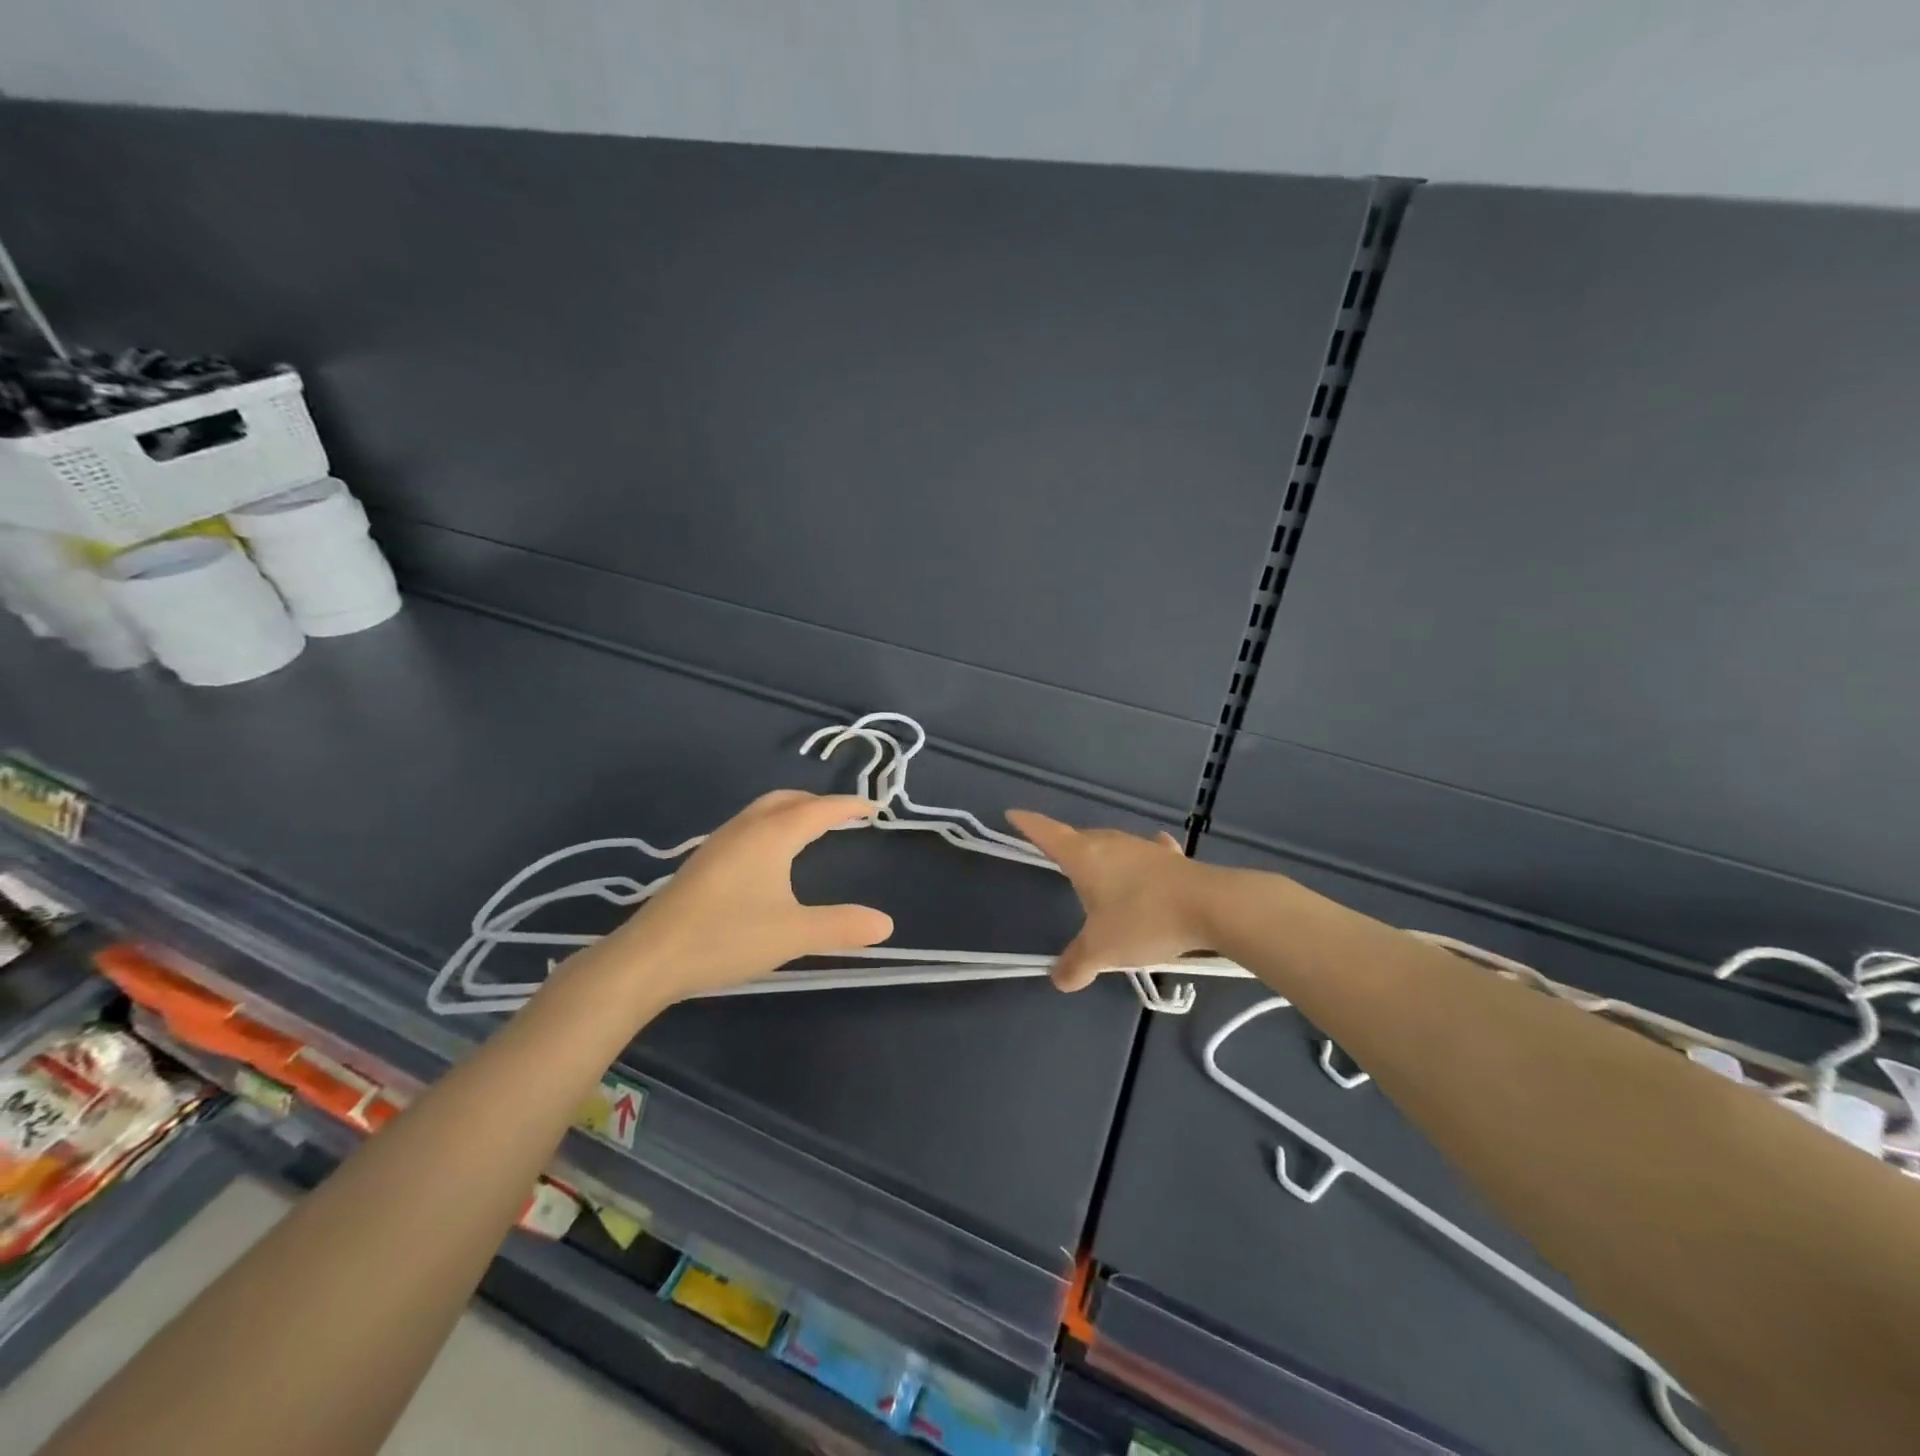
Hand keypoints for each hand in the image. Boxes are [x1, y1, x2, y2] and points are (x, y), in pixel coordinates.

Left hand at [606, 791, 893, 999]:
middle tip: (843, 815)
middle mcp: (745, 829)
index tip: (874, 806)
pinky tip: (770, 857)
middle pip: (787, 800)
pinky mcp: (703, 862)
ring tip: (811, 830)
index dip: (848, 806)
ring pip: (763, 811)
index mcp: (771, 836)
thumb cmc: (726, 938)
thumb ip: (841, 926)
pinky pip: (747, 826)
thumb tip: (886, 924)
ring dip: (792, 811)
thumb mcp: (793, 934)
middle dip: (818, 802)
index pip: (819, 810)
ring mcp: (719, 843)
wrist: (648, 958)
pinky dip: (772, 826)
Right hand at [1006, 810, 1214, 990]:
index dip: (1028, 824)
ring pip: (1112, 845)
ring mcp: (1143, 848)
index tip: (1013, 814)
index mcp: (1085, 857)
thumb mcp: (1103, 950)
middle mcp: (1110, 843)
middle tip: (1056, 859)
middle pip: (1079, 838)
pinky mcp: (1170, 858)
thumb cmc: (1144, 921)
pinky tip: (1149, 858)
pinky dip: (1141, 857)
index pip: (1048, 833)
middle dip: (1066, 846)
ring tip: (1098, 870)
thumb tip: (1059, 980)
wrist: (1211, 907)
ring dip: (1101, 855)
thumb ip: (1077, 964)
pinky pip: (1147, 853)